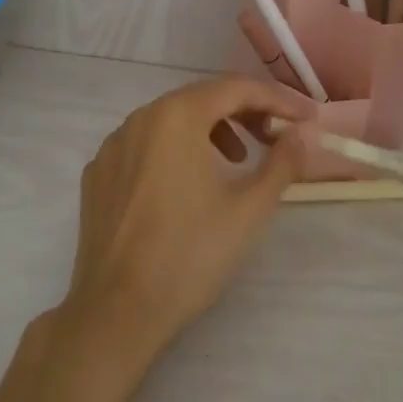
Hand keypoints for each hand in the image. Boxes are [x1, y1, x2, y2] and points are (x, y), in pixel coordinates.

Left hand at [55, 75, 314, 371]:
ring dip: (210, 130)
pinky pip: (144, 144)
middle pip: (202, 98)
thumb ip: (283, 161)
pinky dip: (173, 150)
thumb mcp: (249, 208)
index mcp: (177, 116)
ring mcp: (113, 145)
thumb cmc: (190, 255)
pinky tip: (185, 185)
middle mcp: (140, 117)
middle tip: (275, 138)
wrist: (116, 313)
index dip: (276, 100)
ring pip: (171, 120)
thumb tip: (304, 132)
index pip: (236, 88)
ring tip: (235, 162)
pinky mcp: (97, 174)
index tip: (304, 119)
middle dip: (244, 112)